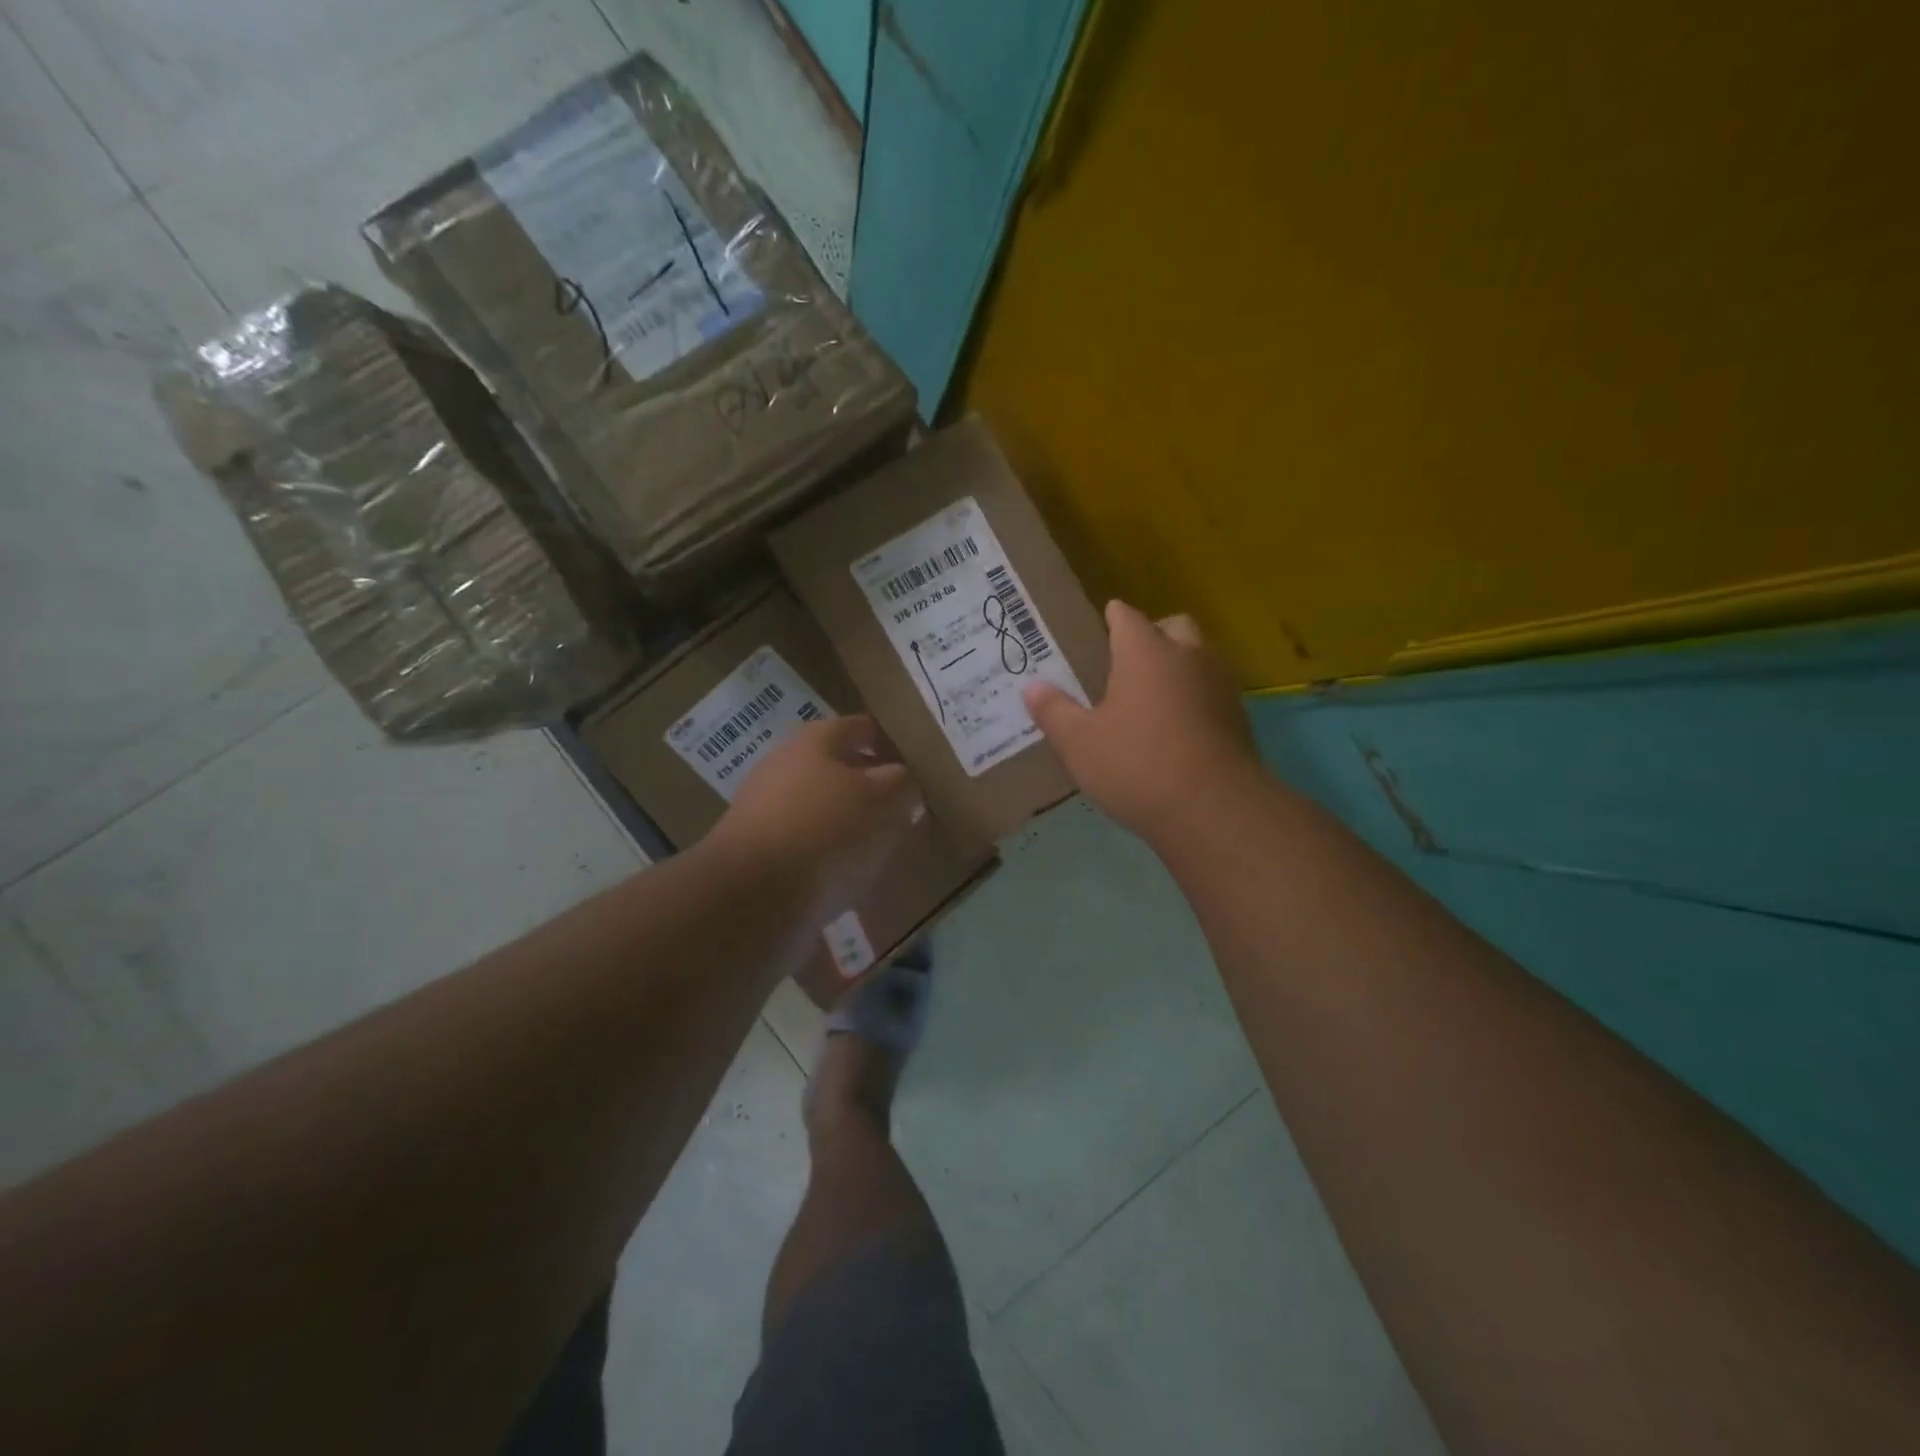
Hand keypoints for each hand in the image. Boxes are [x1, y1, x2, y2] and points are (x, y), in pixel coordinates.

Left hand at [706, 716, 923, 920]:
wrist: (750, 894)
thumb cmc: (824, 830)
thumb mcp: (880, 800)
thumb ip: (899, 783)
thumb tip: (902, 779)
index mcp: (815, 741)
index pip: (861, 728)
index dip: (890, 743)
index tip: (916, 767)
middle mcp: (785, 765)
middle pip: (837, 767)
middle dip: (869, 785)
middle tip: (902, 808)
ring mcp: (766, 807)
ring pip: (821, 805)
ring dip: (849, 820)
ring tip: (880, 846)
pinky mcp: (757, 849)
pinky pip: (805, 841)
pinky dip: (827, 852)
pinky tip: (846, 875)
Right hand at [1024, 600, 1260, 840]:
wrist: (1213, 810)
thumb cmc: (1137, 765)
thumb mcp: (1079, 743)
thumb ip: (1054, 711)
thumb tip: (1031, 686)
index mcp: (1146, 652)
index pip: (1127, 617)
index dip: (1113, 617)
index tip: (1103, 622)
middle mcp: (1188, 657)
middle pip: (1174, 627)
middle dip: (1153, 634)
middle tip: (1128, 660)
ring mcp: (1220, 686)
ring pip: (1200, 657)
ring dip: (1179, 665)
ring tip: (1151, 695)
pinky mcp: (1239, 718)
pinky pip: (1212, 692)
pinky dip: (1196, 698)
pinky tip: (1177, 728)